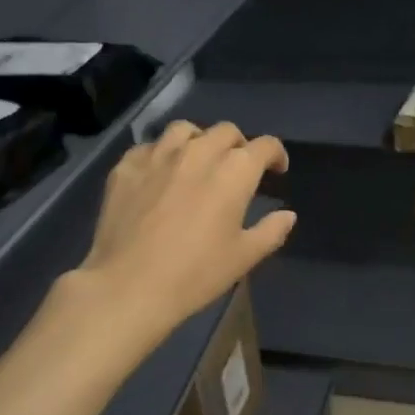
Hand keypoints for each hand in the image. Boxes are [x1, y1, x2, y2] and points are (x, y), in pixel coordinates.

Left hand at [78, 121, 296, 343]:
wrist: (129, 285)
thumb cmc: (195, 274)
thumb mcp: (244, 257)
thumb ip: (271, 231)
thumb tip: (287, 215)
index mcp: (234, 171)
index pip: (264, 146)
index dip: (276, 154)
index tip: (276, 170)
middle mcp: (198, 152)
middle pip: (226, 131)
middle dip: (239, 145)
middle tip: (237, 169)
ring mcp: (158, 155)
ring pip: (184, 130)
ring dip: (199, 141)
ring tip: (197, 162)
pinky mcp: (126, 167)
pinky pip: (149, 147)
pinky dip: (161, 155)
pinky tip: (159, 175)